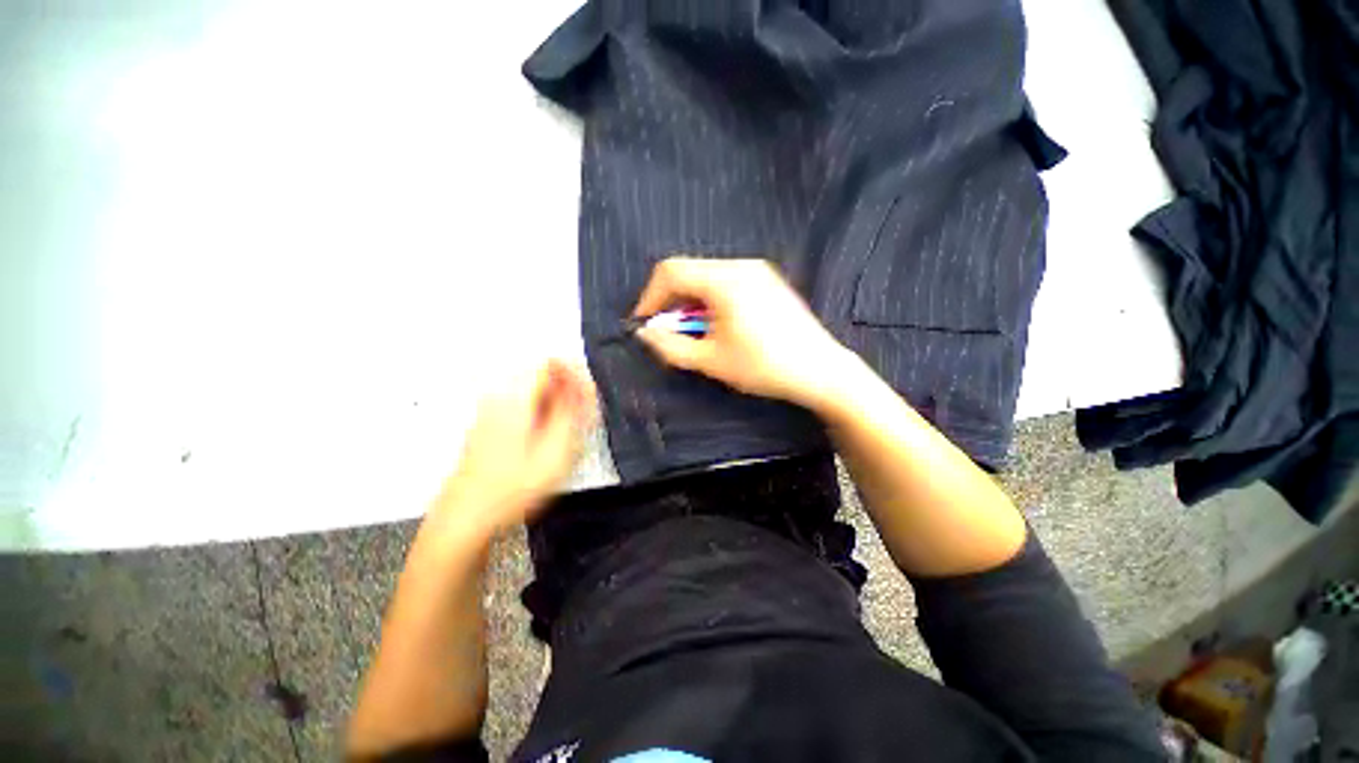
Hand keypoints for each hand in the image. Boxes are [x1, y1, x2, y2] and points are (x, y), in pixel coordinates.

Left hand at [431, 360, 595, 538]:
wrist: (466, 516)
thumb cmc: (512, 487)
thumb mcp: (555, 451)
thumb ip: (572, 413)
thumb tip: (582, 387)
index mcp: (516, 398)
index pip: (550, 362)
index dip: (576, 373)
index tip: (588, 394)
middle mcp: (500, 396)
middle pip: (542, 372)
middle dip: (568, 387)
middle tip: (583, 413)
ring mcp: (491, 409)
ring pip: (533, 388)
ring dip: (557, 399)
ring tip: (570, 426)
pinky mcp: (489, 422)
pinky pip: (522, 401)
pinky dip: (542, 409)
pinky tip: (548, 435)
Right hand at [633, 257, 860, 409]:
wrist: (820, 370)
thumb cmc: (763, 366)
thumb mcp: (711, 360)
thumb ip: (671, 346)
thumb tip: (645, 334)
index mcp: (724, 279)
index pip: (670, 271)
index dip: (649, 296)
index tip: (644, 324)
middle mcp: (740, 265)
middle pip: (689, 272)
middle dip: (671, 302)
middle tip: (670, 333)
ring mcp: (758, 271)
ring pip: (707, 277)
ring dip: (691, 303)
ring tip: (695, 333)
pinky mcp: (768, 281)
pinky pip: (727, 282)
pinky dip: (711, 300)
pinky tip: (719, 326)